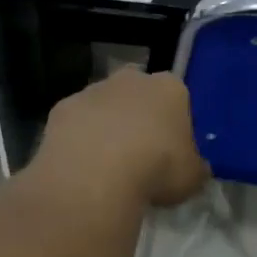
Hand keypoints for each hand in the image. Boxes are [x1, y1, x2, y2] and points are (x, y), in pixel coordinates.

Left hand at [32, 69, 209, 207]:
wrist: (96, 174)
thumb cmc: (156, 169)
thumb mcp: (192, 177)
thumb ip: (194, 167)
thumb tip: (194, 168)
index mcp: (170, 88)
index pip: (178, 99)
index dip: (175, 125)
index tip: (171, 152)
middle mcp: (131, 79)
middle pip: (138, 95)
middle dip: (138, 117)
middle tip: (139, 155)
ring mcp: (92, 90)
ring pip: (104, 107)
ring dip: (106, 128)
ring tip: (107, 167)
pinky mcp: (61, 108)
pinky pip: (76, 124)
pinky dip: (79, 140)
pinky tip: (82, 167)